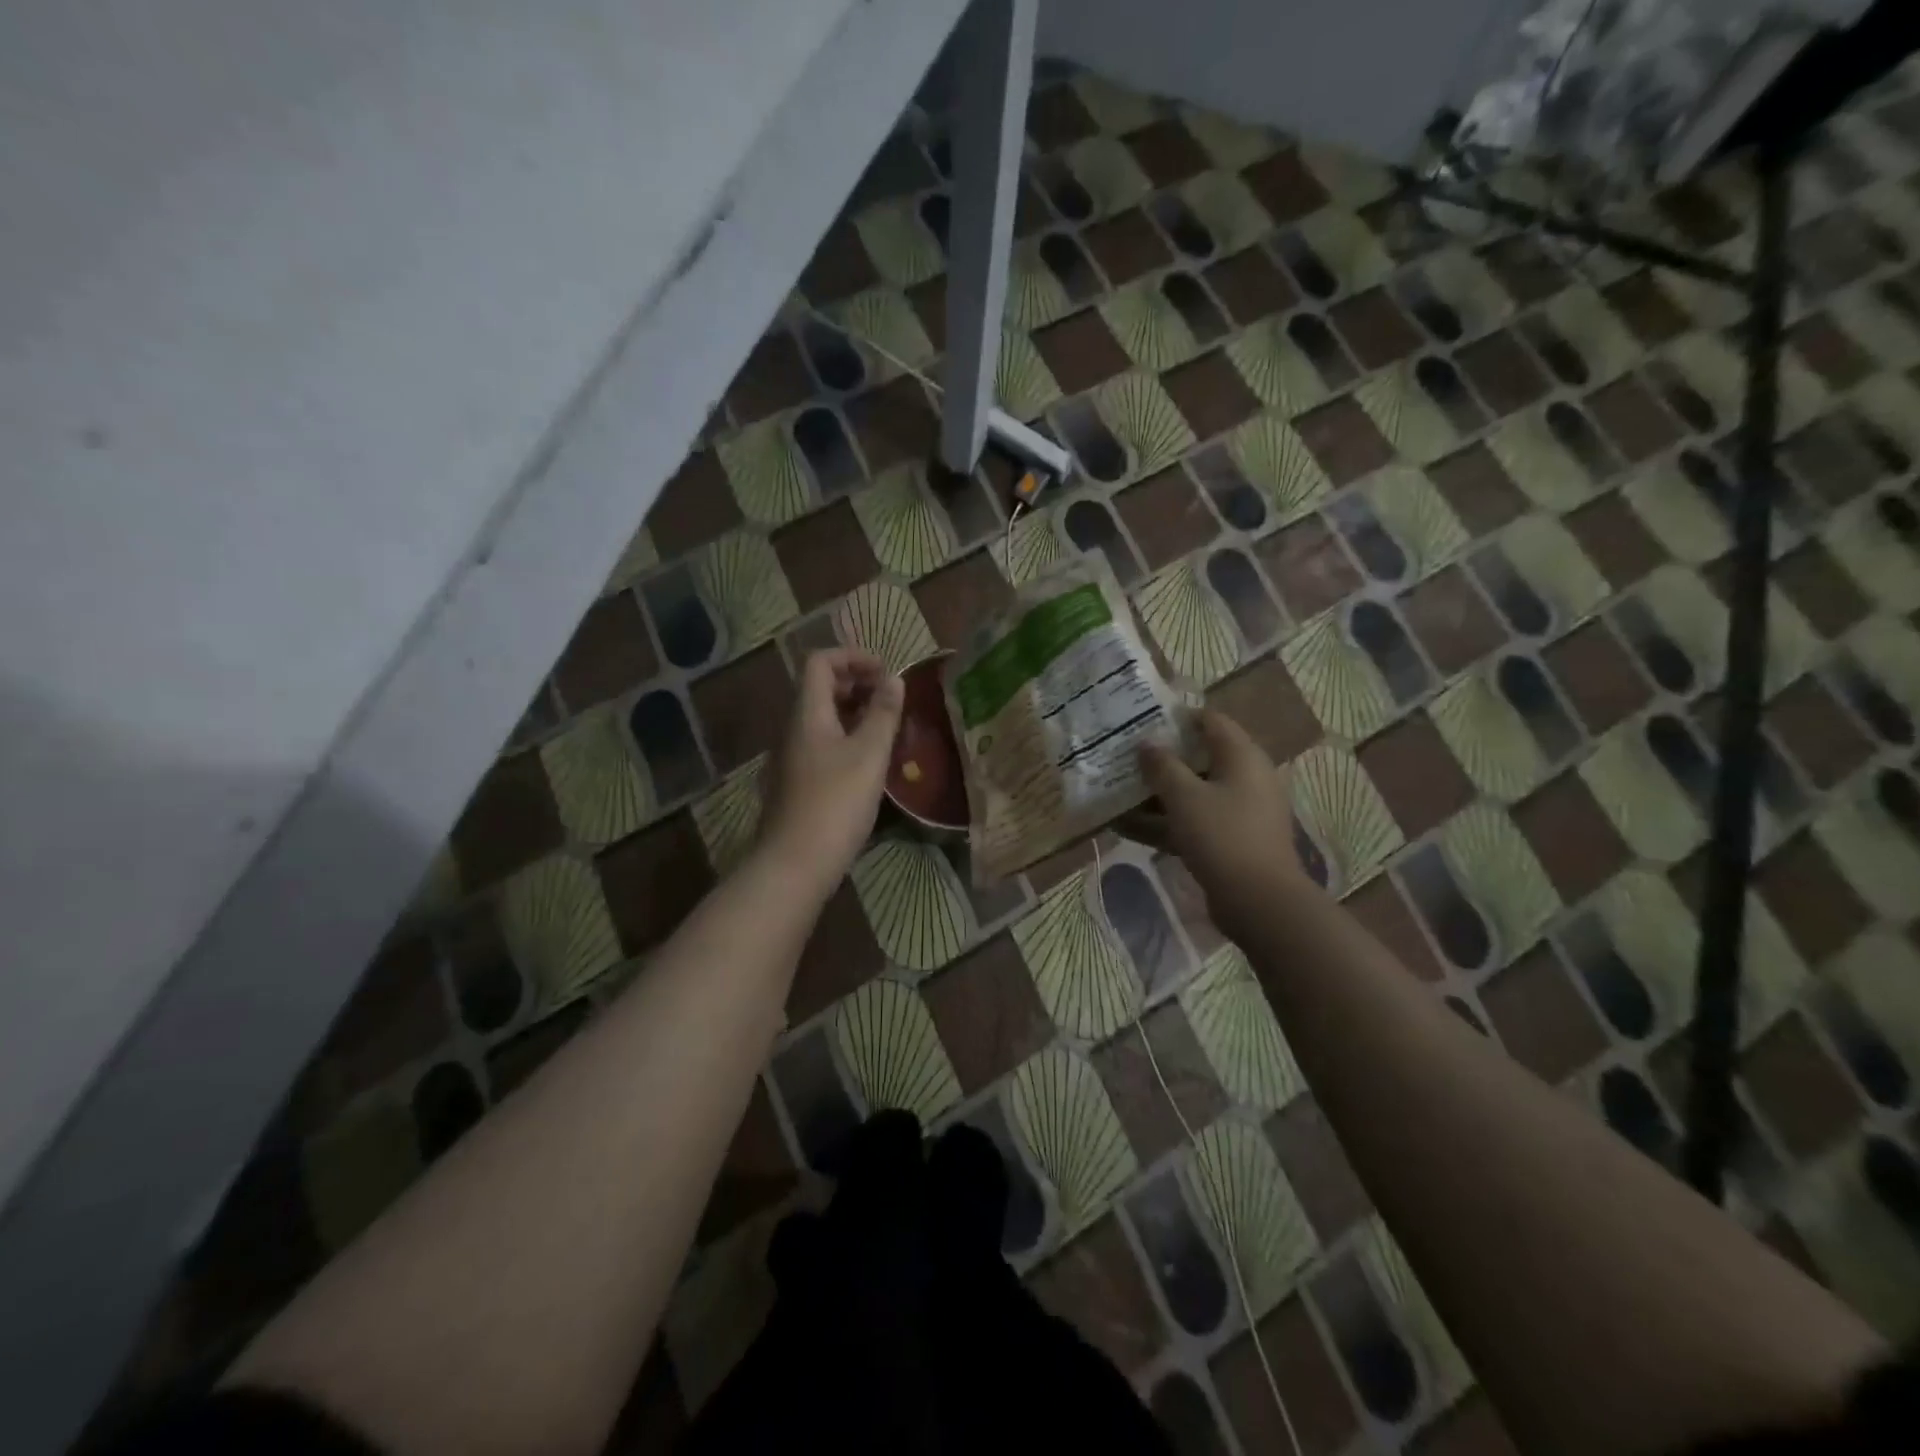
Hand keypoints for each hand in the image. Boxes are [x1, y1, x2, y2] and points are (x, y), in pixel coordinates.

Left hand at [760, 648, 904, 886]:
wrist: (796, 863)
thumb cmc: (836, 803)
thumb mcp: (869, 754)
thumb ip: (883, 713)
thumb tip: (894, 679)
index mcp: (807, 714)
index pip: (820, 662)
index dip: (853, 657)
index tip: (886, 672)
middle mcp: (795, 729)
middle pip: (820, 688)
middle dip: (857, 684)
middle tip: (891, 700)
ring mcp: (794, 757)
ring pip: (824, 719)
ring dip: (855, 713)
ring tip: (888, 728)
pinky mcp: (799, 783)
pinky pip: (824, 744)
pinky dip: (848, 738)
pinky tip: (871, 762)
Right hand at [1134, 711, 1313, 942]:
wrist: (1259, 902)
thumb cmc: (1223, 837)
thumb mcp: (1185, 797)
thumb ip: (1162, 766)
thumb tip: (1146, 743)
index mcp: (1242, 757)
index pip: (1211, 721)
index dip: (1177, 718)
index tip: (1142, 721)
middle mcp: (1245, 779)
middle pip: (1198, 758)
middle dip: (1161, 759)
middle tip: (1124, 756)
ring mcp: (1238, 812)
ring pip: (1192, 794)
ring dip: (1156, 795)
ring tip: (1116, 792)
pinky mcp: (1228, 841)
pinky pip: (1191, 823)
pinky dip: (1162, 823)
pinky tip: (1124, 828)